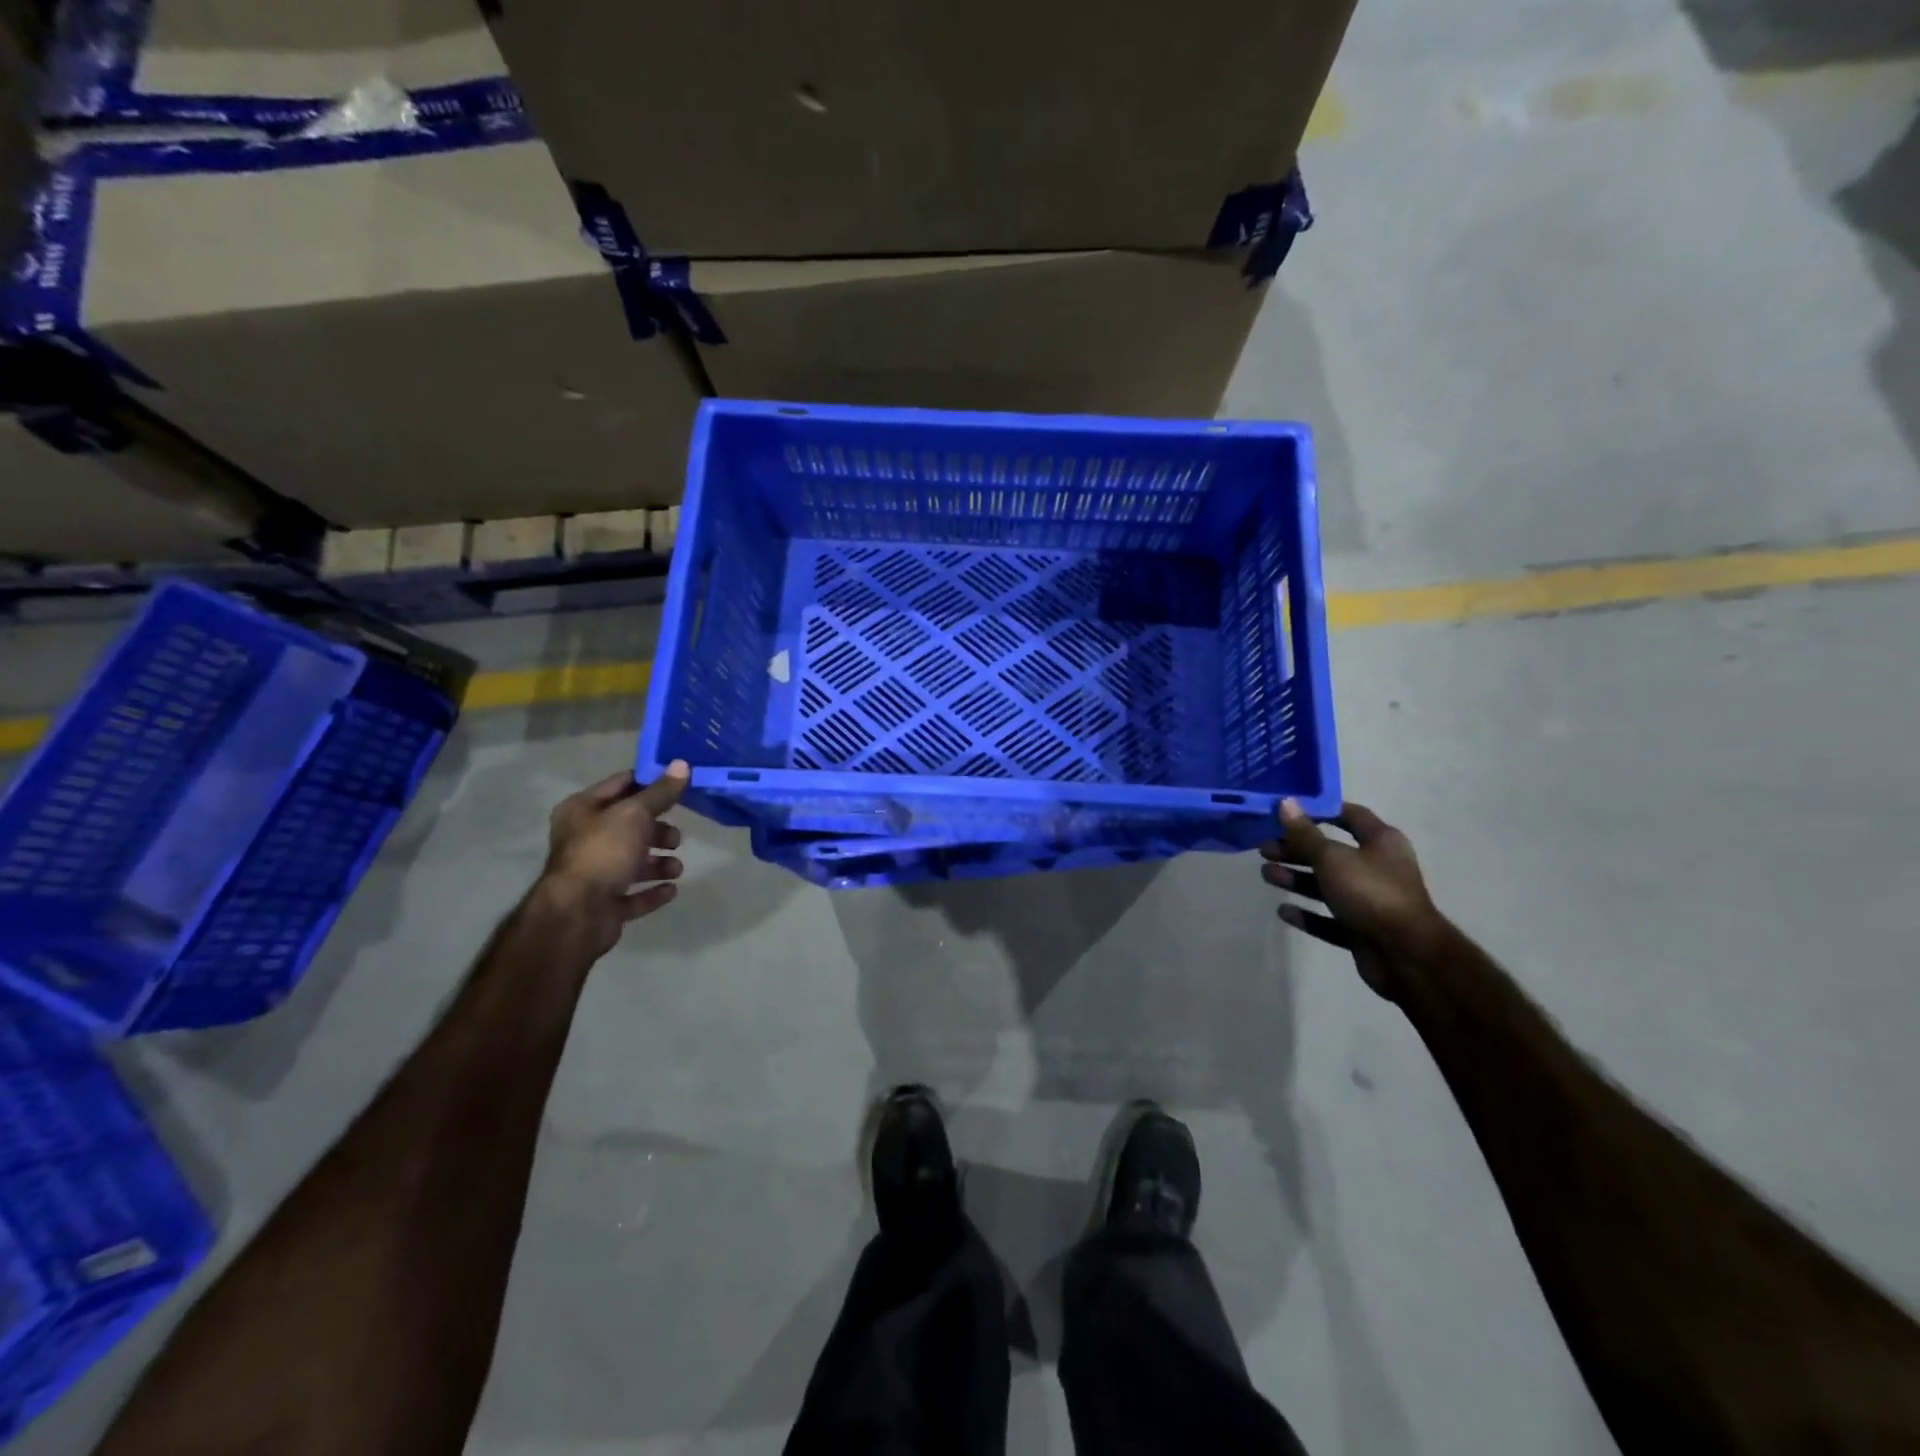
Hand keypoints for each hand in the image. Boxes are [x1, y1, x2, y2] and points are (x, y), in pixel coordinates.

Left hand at [541, 763, 689, 950]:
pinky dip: (653, 891)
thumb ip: (660, 792)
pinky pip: (634, 894)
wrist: (578, 914)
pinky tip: (671, 889)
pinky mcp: (604, 904)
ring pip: (633, 862)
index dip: (651, 783)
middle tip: (676, 838)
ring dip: (659, 863)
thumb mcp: (635, 814)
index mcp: (582, 810)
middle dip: (658, 831)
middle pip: (630, 827)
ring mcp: (594, 874)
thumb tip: (682, 764)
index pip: (621, 785)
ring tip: (676, 868)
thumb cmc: (603, 852)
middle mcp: (584, 839)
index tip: (680, 786)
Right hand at [1260, 799, 1444, 1000]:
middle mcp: (1378, 867)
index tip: (1286, 812)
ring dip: (1297, 879)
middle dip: (1296, 850)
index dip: (1319, 811)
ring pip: (1327, 885)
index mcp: (1380, 842)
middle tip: (1264, 849)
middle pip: (1331, 852)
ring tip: (1267, 875)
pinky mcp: (1362, 930)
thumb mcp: (1332, 858)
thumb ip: (1305, 833)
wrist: (1406, 955)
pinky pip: (1330, 919)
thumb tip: (1285, 802)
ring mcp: (1370, 901)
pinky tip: (1283, 911)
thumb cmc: (1370, 893)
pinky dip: (1308, 914)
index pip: (1349, 815)